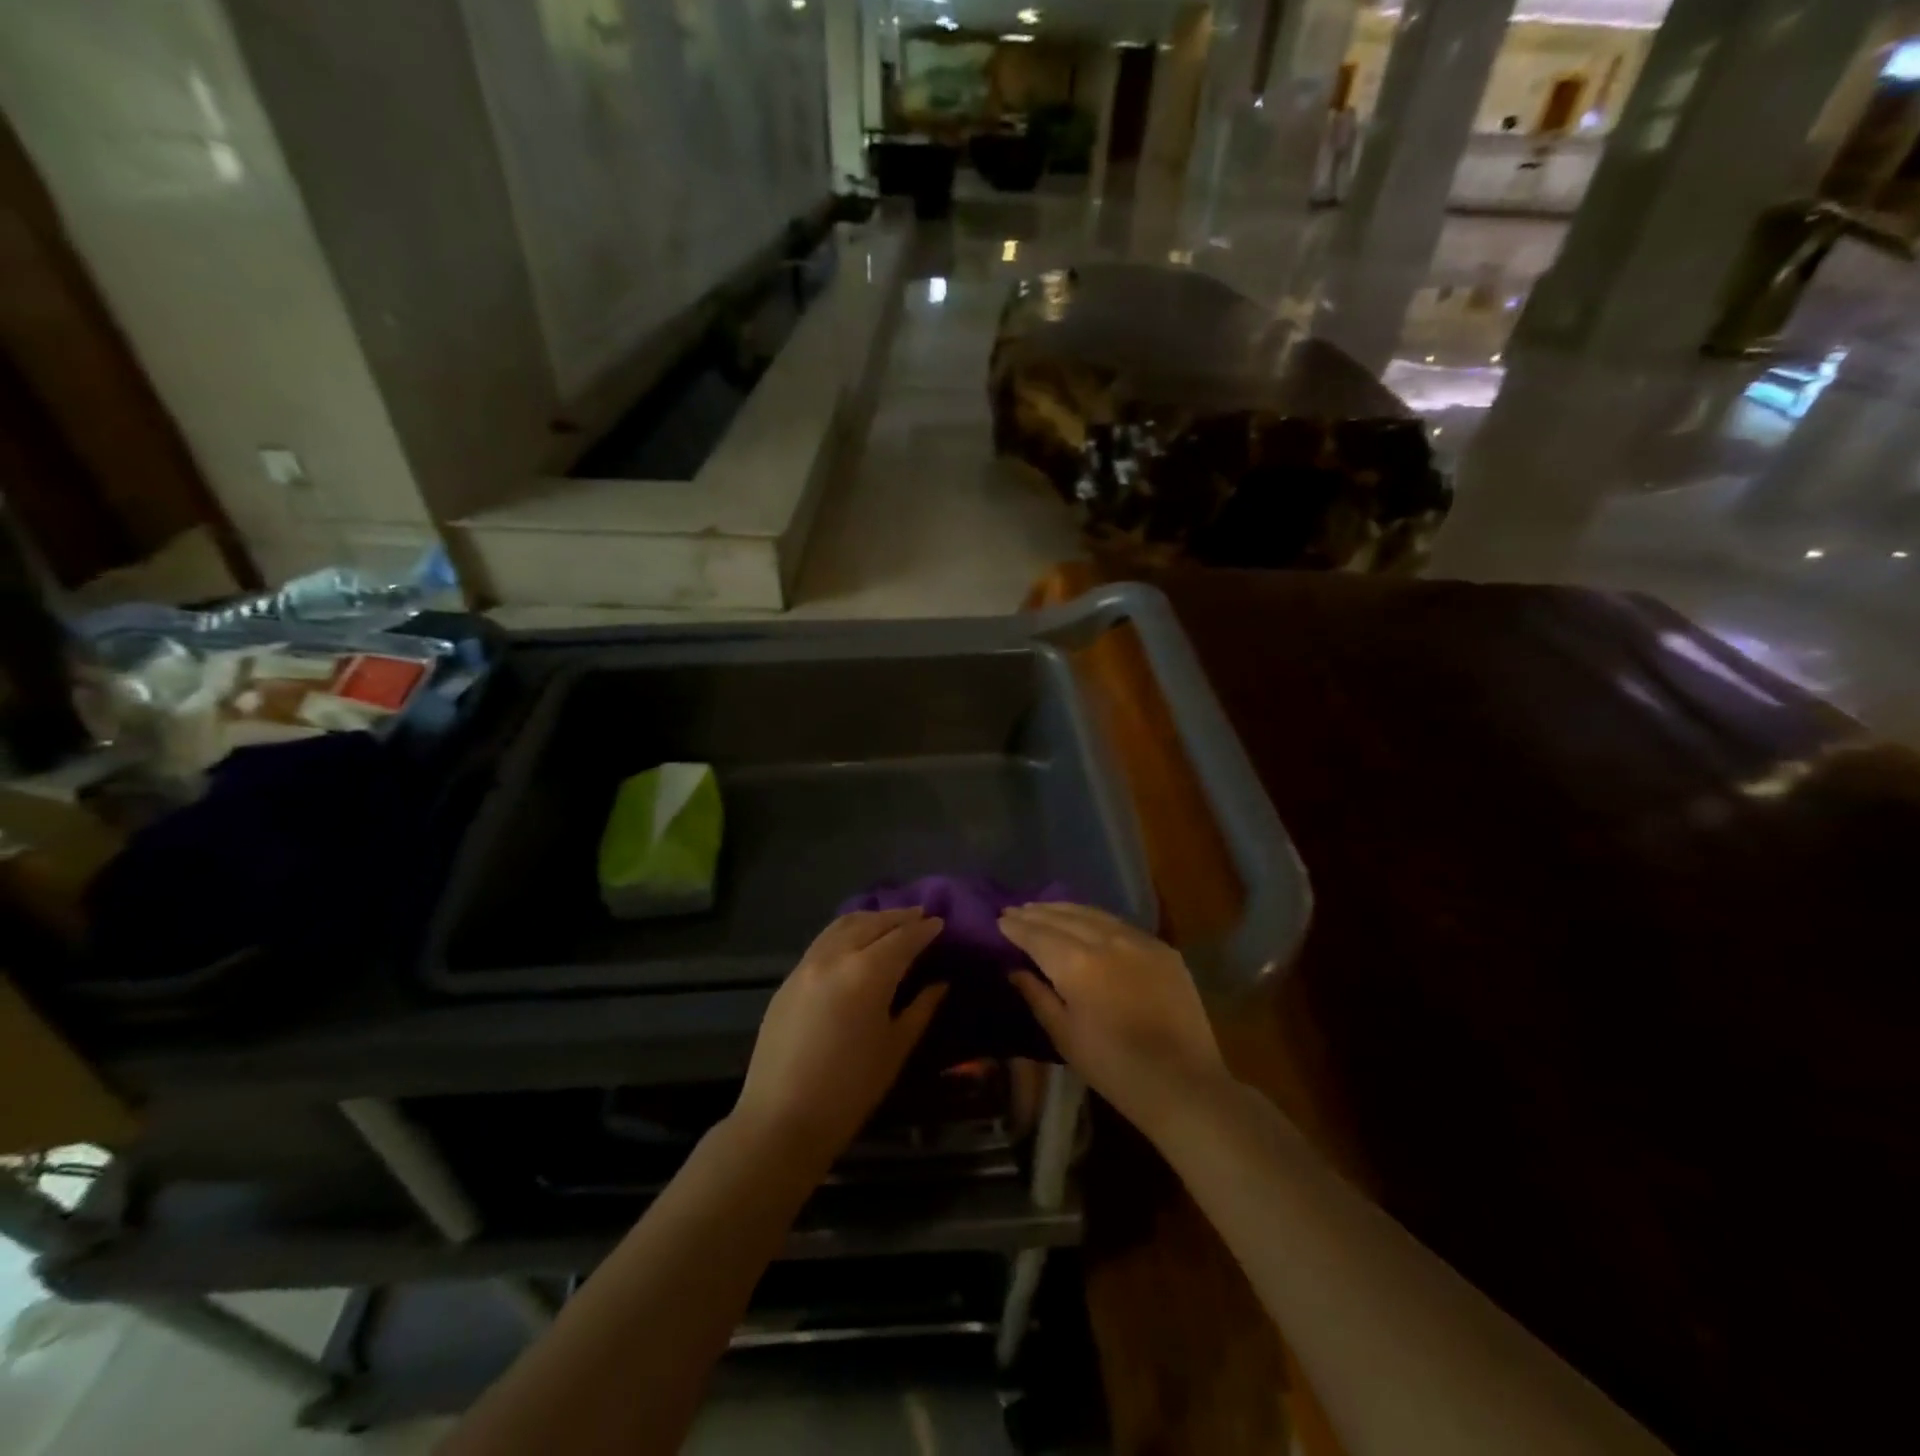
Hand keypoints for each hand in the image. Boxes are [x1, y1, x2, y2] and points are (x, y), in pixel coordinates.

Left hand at [731, 909, 944, 1167]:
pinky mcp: (788, 979)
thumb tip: (940, 983)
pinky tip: (855, 942)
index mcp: (867, 972)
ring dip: (870, 918)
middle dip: (898, 917)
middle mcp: (835, 956)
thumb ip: (920, 1009)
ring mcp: (807, 965)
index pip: (903, 939)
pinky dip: (845, 932)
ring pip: (842, 925)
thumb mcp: (895, 1049)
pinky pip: (823, 941)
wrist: (781, 1120)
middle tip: (920, 915)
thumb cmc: (850, 1090)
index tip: (940, 923)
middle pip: (871, 923)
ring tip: (889, 921)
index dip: (924, 930)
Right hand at [1001, 903, 1228, 1136]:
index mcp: (1076, 964)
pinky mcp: (1162, 949)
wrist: (1183, 1083)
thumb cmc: (1114, 1068)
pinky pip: (1121, 924)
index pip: (1038, 935)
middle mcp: (1106, 941)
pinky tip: (1087, 920)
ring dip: (1065, 909)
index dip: (1017, 927)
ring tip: (1044, 908)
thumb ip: (1038, 996)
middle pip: (1064, 918)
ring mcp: (1138, 941)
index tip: (1000, 919)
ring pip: (1093, 914)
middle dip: (1037, 913)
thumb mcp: (1065, 1037)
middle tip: (1016, 909)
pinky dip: (1096, 918)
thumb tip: (1016, 969)